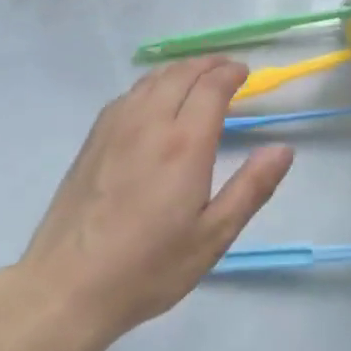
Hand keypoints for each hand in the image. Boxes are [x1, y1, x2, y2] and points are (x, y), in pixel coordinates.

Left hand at [18, 57, 293, 340]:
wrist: (68, 286)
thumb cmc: (149, 267)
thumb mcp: (213, 236)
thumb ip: (251, 188)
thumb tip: (283, 150)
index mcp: (184, 144)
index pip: (211, 87)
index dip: (231, 74)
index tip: (246, 74)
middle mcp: (148, 124)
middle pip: (181, 74)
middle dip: (208, 65)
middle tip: (227, 69)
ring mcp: (114, 129)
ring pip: (151, 81)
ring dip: (179, 71)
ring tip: (196, 78)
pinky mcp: (92, 141)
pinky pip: (127, 95)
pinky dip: (151, 85)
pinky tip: (153, 101)